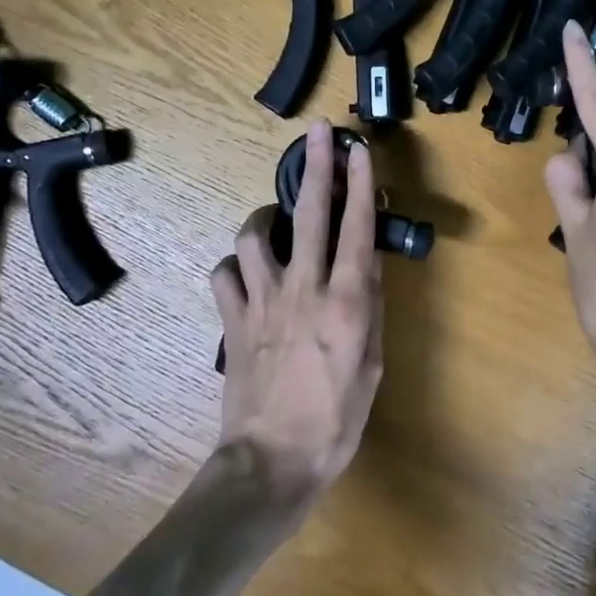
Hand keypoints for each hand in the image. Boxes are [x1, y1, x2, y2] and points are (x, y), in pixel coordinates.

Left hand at [210, 120, 384, 492]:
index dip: (360, 182)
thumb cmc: (335, 419)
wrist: (271, 463)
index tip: (359, 148)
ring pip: (253, 235)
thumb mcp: (372, 363)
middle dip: (315, 166)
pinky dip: (234, 266)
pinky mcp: (232, 319)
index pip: (356, 227)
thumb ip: (369, 305)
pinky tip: (245, 271)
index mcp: (344, 300)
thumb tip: (367, 259)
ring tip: (274, 219)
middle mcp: (302, 288)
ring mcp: (261, 301)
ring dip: (265, 217)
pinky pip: (224, 274)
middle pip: (308, 213)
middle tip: (318, 132)